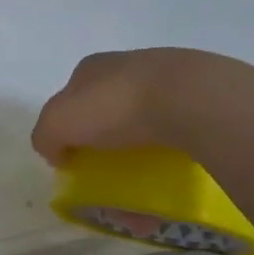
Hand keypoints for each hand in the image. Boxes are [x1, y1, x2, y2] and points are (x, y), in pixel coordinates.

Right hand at [32, 48, 244, 164]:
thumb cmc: (115, 107)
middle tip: (108, 173)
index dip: (68, 127)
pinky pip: (182, 135)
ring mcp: (172, 80)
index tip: (73, 156)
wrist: (194, 100)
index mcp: (92, 67)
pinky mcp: (208, 99)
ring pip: (148, 123)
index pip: (71, 97)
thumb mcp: (58, 123)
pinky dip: (173, 159)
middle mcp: (130, 67)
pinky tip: (174, 180)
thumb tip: (56, 153)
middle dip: (106, 142)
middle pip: (109, 110)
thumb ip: (45, 137)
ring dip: (142, 155)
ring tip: (144, 187)